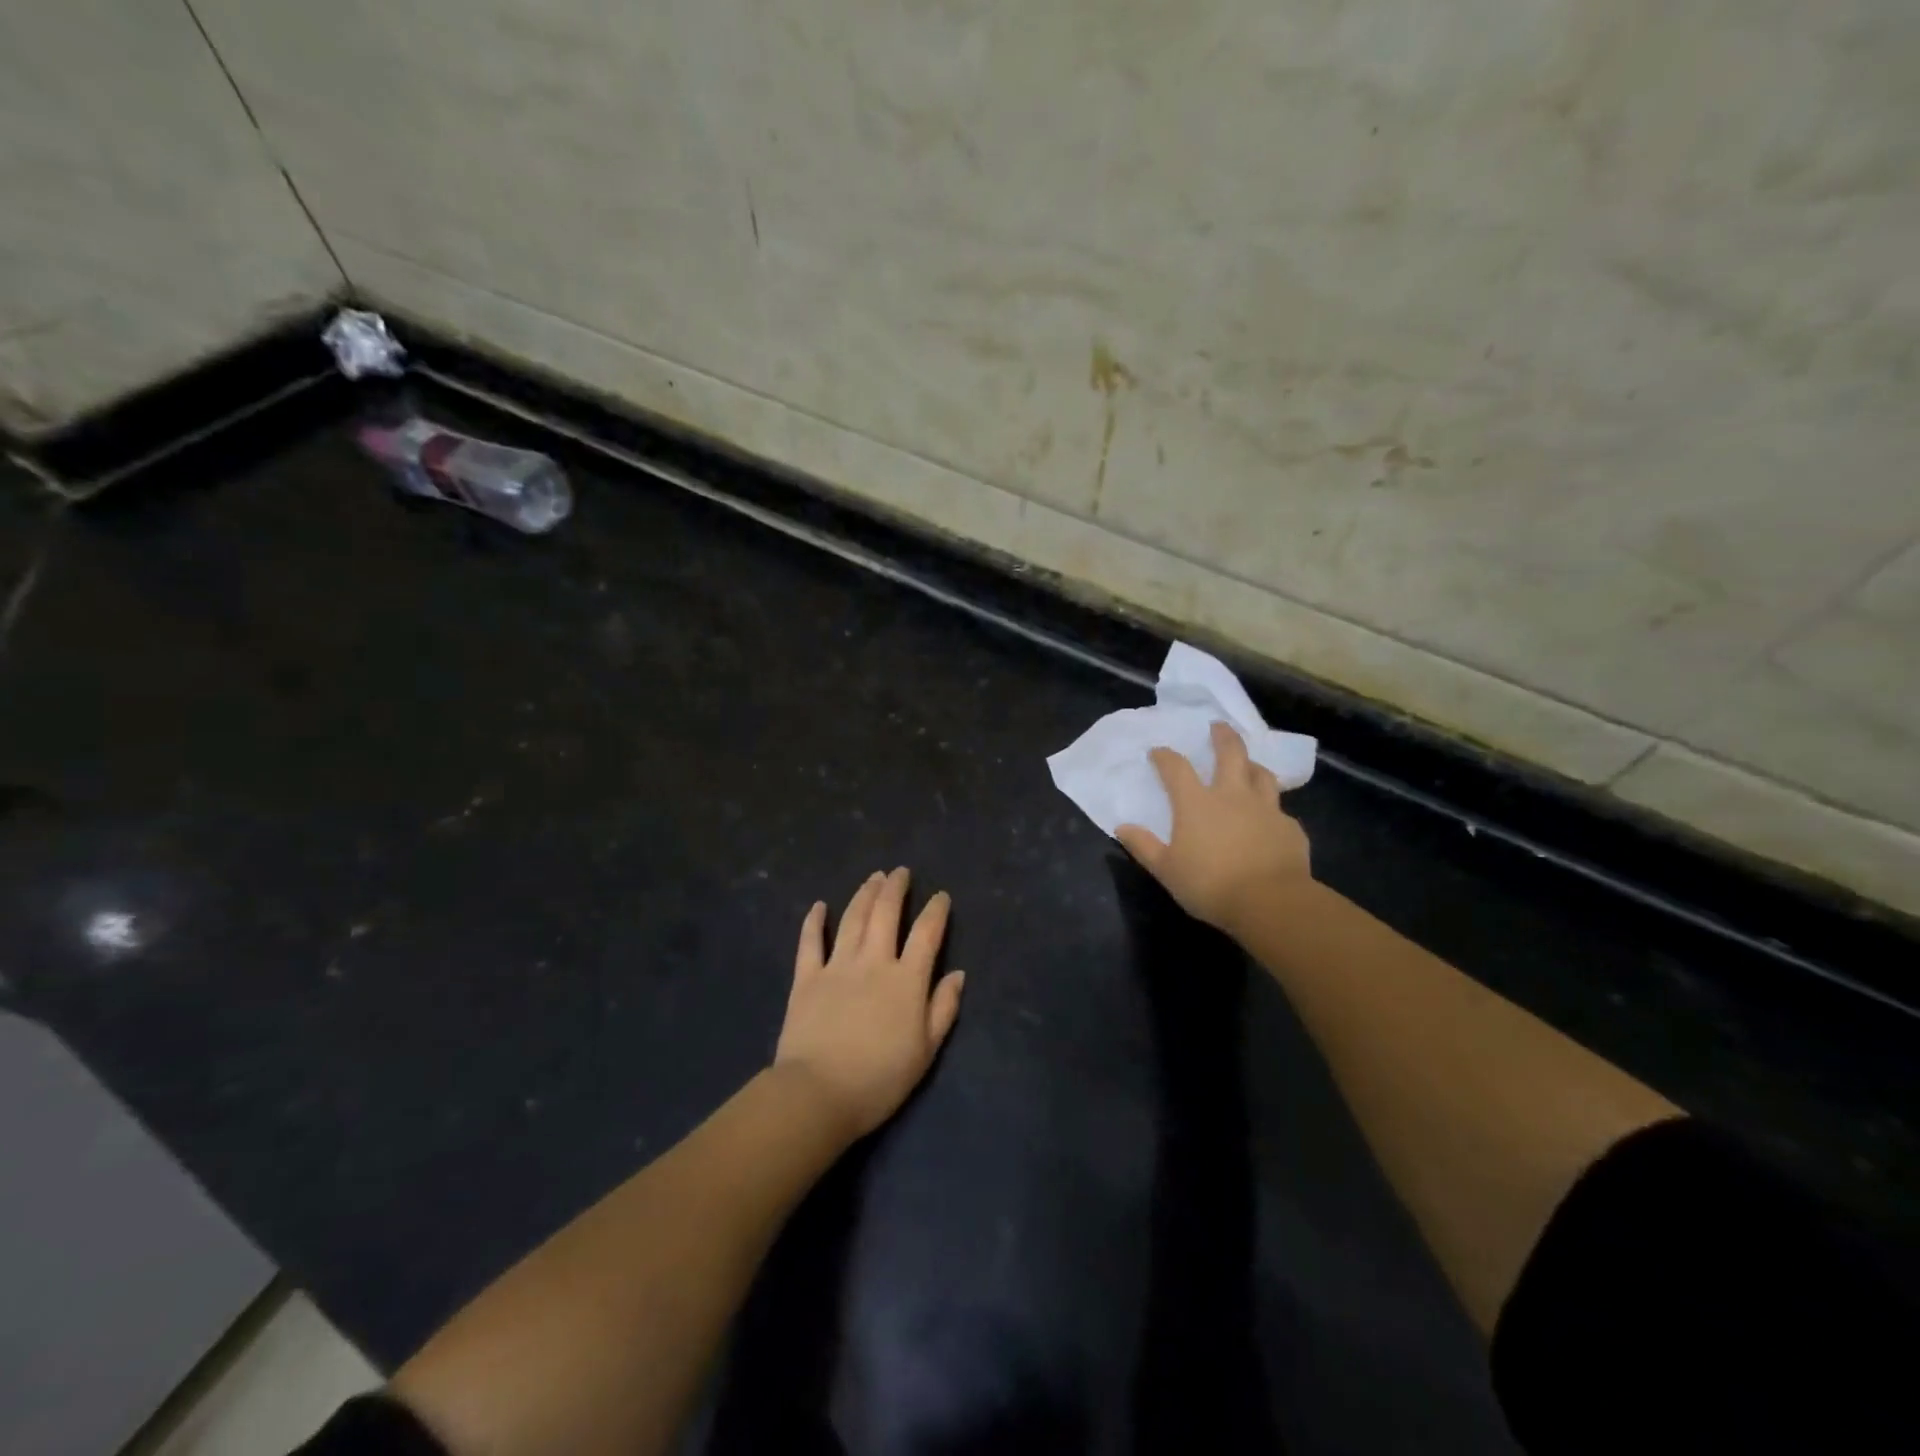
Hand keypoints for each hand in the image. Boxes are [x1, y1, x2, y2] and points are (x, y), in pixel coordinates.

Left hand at [774, 868, 966, 1138]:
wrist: (818, 1092)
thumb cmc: (880, 1078)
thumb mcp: (925, 1051)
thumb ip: (943, 1008)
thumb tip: (958, 974)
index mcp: (906, 980)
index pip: (926, 934)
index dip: (936, 911)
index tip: (941, 896)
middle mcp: (873, 962)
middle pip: (886, 914)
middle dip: (895, 888)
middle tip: (901, 872)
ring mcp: (837, 966)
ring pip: (853, 919)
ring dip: (864, 894)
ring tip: (873, 877)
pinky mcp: (807, 978)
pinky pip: (810, 942)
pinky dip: (815, 921)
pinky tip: (819, 906)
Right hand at [1117, 720, 1312, 933]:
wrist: (1271, 903)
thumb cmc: (1210, 885)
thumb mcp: (1166, 870)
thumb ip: (1143, 846)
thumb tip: (1122, 827)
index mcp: (1196, 803)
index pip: (1176, 768)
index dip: (1164, 756)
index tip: (1157, 752)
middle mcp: (1232, 796)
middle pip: (1230, 753)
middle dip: (1223, 736)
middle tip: (1218, 726)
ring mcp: (1265, 809)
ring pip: (1262, 775)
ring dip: (1252, 765)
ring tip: (1248, 765)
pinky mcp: (1289, 828)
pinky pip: (1279, 811)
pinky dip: (1271, 810)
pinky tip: (1269, 822)